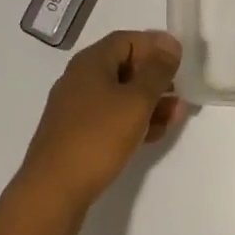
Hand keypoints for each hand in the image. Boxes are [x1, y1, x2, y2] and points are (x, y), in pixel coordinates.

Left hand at [16, 30, 184, 225]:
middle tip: (183, 89)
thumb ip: (157, 71)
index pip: (127, 40)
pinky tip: (154, 134)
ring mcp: (76, 110)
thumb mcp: (135, 101)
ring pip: (119, 95)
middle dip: (155, 77)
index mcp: (91, 62)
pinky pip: (111, 119)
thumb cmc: (96, 138)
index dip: (155, 45)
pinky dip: (133, 121)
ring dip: (149, 102)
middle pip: (124, 66)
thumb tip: (170, 44)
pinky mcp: (76, 137)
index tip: (181, 58)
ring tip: (177, 114)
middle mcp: (80, 79)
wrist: (51, 194)